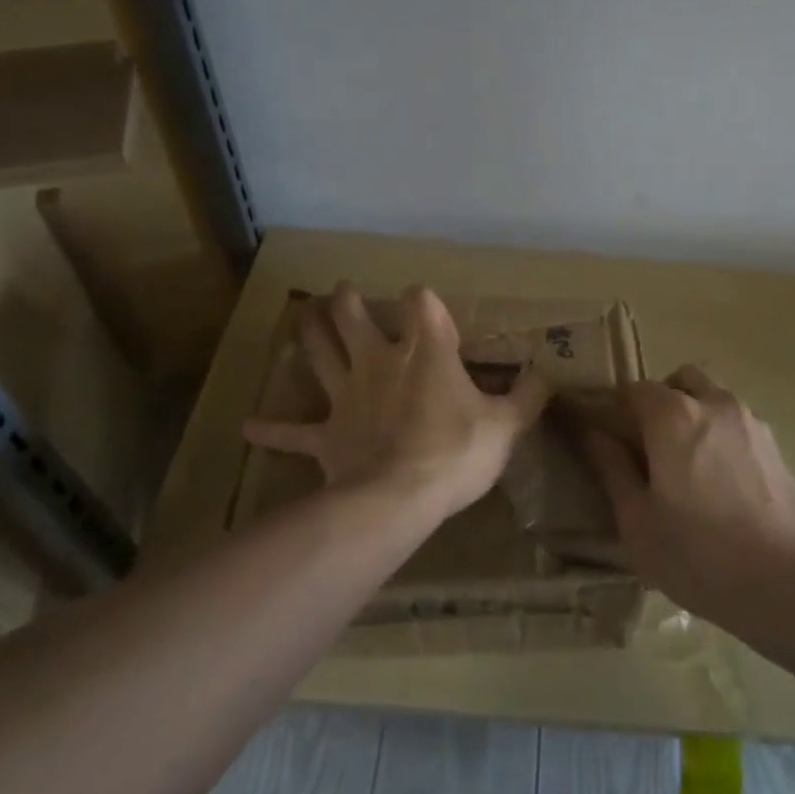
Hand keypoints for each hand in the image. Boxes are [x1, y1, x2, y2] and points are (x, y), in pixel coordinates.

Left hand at [244, 283, 548, 516]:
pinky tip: (248, 427)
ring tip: (301, 317)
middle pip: (355, 321)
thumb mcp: (505, 427)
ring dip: (311, 336)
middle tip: (341, 293)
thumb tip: (546, 376)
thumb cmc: (456, 453)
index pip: (423, 305)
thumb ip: (527, 398)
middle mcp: (380, 363)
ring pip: (321, 356)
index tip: (424, 301)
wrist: (399, 500)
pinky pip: (293, 433)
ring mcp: (347, 397)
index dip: (423, 299)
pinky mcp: (326, 435)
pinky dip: (271, 429)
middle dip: (348, 303)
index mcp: (426, 353)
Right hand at [584, 366, 794, 636]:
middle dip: (660, 402)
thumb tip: (594, 434)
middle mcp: (713, 403)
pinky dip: (719, 433)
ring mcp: (749, 420)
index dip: (617, 409)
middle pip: (678, 382)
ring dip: (693, 414)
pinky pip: (736, 421)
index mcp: (673, 416)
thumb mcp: (637, 521)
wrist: (785, 584)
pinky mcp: (774, 443)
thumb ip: (612, 469)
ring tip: (688, 464)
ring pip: (711, 397)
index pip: (634, 389)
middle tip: (649, 447)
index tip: (611, 437)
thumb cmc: (698, 555)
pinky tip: (720, 480)